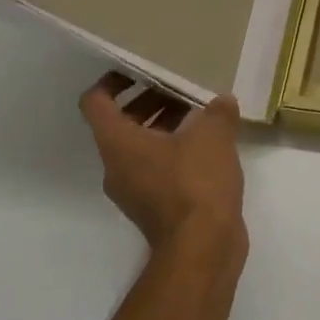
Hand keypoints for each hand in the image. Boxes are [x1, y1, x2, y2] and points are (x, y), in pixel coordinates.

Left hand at [79, 72, 245, 253]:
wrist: (202, 248)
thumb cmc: (196, 183)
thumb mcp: (213, 135)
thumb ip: (217, 112)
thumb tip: (223, 102)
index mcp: (118, 143)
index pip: (96, 102)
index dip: (112, 81)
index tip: (140, 71)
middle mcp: (117, 166)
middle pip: (121, 123)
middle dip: (149, 101)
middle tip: (180, 89)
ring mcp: (134, 190)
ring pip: (140, 147)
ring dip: (164, 126)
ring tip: (200, 114)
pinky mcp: (154, 208)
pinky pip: (156, 168)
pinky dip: (174, 151)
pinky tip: (208, 147)